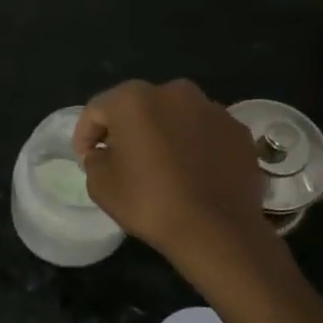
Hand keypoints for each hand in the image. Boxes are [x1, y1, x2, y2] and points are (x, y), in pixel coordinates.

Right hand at [73, 78, 271, 272]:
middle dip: (127, 129)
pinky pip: (204, 133)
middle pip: (139, 107)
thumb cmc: (150, 203)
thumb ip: (95, 159)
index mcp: (134, 99)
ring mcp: (212, 108)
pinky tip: (193, 173)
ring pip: (175, 116)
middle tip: (122, 160)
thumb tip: (104, 152)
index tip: (86, 159)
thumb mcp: (101, 186)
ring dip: (163, 134)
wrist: (217, 230)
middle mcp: (174, 92)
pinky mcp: (237, 130)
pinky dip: (194, 145)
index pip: (97, 110)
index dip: (85, 135)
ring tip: (162, 167)